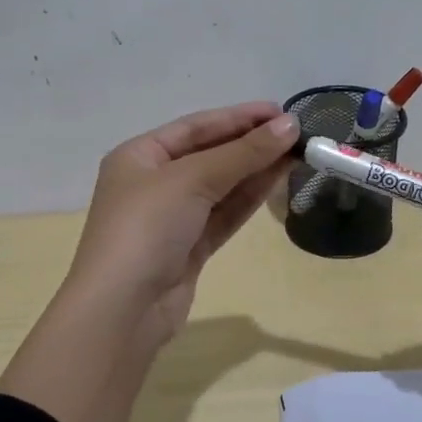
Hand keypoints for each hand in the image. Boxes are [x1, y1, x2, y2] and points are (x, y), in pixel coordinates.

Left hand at [65, 101, 299, 353]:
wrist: (123, 309)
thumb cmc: (147, 227)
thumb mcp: (192, 179)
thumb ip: (243, 153)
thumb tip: (289, 125)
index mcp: (140, 155)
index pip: (196, 126)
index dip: (239, 117)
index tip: (281, 112)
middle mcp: (154, 182)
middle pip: (210, 154)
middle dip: (252, 144)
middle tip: (298, 134)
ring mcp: (172, 217)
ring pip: (221, 185)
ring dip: (256, 169)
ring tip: (297, 154)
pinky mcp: (189, 248)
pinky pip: (223, 213)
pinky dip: (249, 198)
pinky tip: (277, 180)